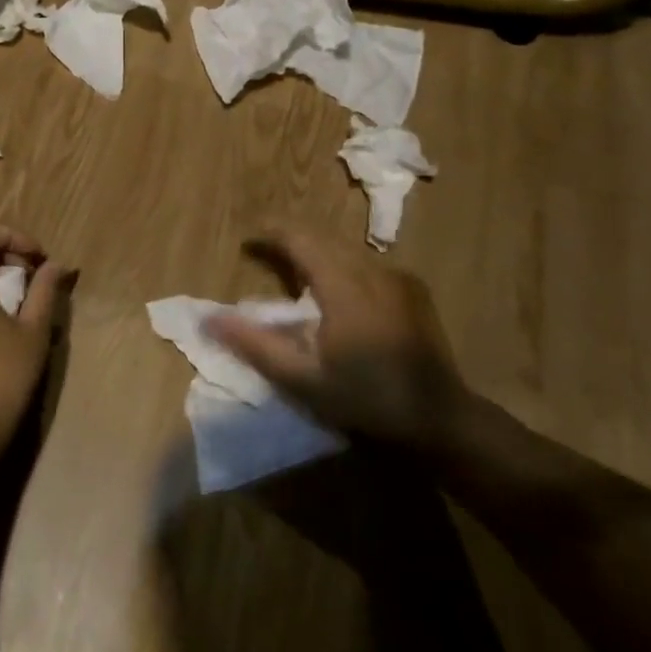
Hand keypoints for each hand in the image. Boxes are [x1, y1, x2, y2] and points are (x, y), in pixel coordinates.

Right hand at [207, 223, 468, 444]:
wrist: (441, 418)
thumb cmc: (367, 399)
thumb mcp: (303, 379)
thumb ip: (255, 344)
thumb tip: (209, 319)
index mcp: (343, 284)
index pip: (300, 238)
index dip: (271, 233)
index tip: (247, 240)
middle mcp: (371, 269)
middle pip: (322, 238)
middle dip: (290, 239)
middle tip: (264, 253)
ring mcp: (396, 277)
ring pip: (346, 249)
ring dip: (316, 252)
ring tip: (296, 272)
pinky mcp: (413, 290)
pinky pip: (367, 264)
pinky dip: (342, 265)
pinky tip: (337, 291)